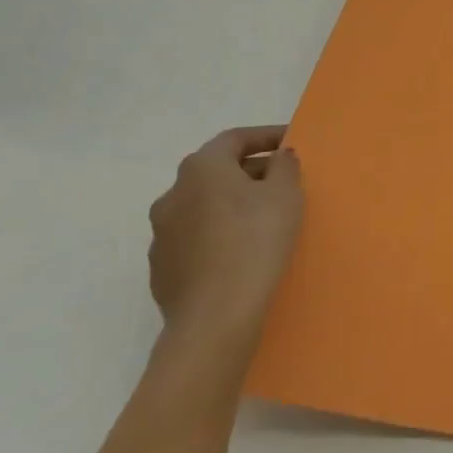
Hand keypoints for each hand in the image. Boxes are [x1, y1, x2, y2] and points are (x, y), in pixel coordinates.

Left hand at [147, 125, 304, 352]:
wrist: (215, 316)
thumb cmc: (255, 241)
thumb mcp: (285, 195)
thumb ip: (285, 166)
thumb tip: (279, 157)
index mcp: (202, 168)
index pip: (235, 139)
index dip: (266, 136)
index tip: (291, 142)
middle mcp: (172, 194)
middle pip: (216, 171)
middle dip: (251, 172)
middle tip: (284, 182)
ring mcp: (161, 233)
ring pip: (203, 206)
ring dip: (232, 205)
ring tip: (264, 219)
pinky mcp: (162, 268)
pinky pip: (196, 239)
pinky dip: (219, 235)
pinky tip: (242, 252)